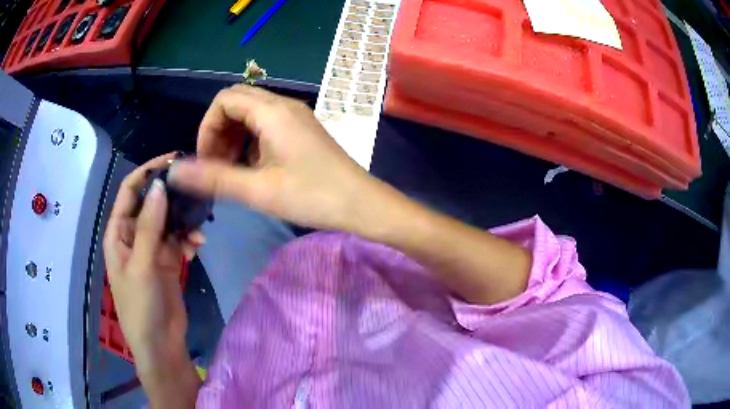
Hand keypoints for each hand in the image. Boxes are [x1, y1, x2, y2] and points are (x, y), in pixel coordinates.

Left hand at [102, 153, 200, 406]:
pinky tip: (198, 248)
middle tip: (195, 191)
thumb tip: (160, 186)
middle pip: (152, 203)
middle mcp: (133, 236)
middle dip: (171, 197)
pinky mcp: (167, 262)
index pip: (130, 191)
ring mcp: (151, 249)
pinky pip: (178, 241)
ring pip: (168, 221)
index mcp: (119, 233)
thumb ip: (149, 226)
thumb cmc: (141, 307)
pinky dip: (189, 240)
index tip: (173, 160)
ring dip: (184, 222)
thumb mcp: (142, 265)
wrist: (161, 345)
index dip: (148, 172)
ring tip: (199, 232)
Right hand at [168, 85, 374, 230]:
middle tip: (217, 165)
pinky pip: (266, 125)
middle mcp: (284, 106)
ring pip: (251, 114)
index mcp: (272, 111)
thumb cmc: (312, 196)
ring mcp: (295, 117)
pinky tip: (253, 168)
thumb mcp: (258, 190)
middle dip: (218, 131)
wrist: (361, 204)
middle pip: (237, 103)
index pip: (224, 100)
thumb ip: (214, 178)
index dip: (207, 126)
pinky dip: (250, 142)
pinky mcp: (301, 130)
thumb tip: (176, 171)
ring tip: (232, 170)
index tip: (206, 159)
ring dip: (234, 137)